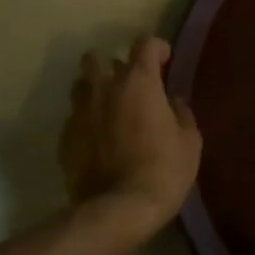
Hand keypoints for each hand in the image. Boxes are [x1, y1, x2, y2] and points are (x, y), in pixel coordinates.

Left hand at [60, 37, 202, 240]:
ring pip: (81, 85)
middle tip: (129, 85)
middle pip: (97, 57)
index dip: (157, 48)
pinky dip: (86, 122)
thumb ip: (181, 113)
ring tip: (109, 109)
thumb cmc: (163, 170)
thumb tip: (172, 103)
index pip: (144, 43)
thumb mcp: (189, 141)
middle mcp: (105, 88)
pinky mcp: (64, 139)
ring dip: (95, 90)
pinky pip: (74, 118)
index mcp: (139, 81)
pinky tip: (98, 141)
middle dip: (112, 64)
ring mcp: (80, 113)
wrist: (117, 211)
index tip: (165, 63)